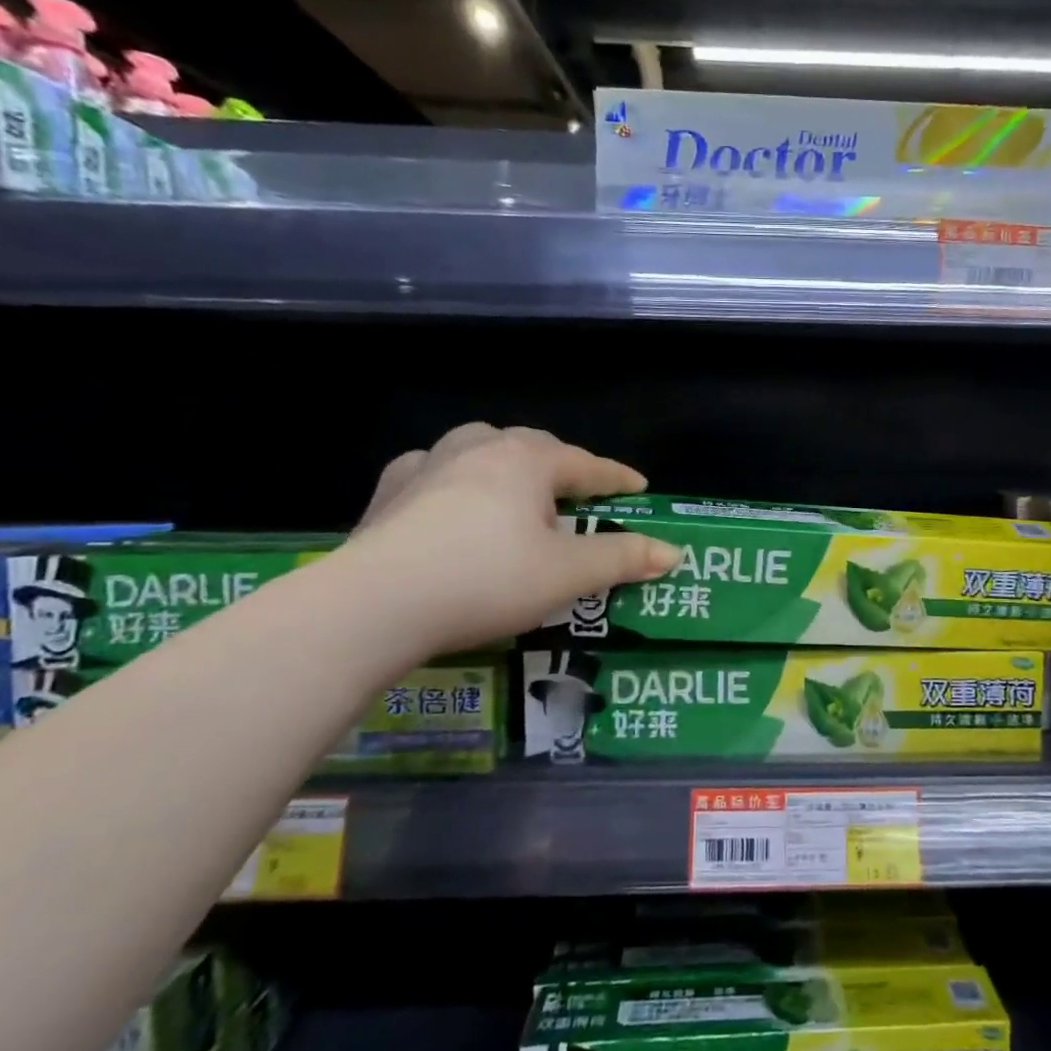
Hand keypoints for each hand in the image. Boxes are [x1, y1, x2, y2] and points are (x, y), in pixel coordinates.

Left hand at [336, 423, 679, 657]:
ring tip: (515, 491)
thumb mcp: (567, 575)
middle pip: (532, 447)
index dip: (616, 478)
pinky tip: (449, 501)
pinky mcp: (389, 494)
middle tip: (577, 494)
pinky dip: (453, 482)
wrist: (376, 604)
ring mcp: (426, 466)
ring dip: (505, 465)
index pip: (585, 464)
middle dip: (561, 467)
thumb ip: (622, 559)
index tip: (639, 487)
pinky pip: (432, 473)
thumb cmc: (487, 580)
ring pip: (478, 449)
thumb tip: (673, 553)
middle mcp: (477, 448)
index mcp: (526, 461)